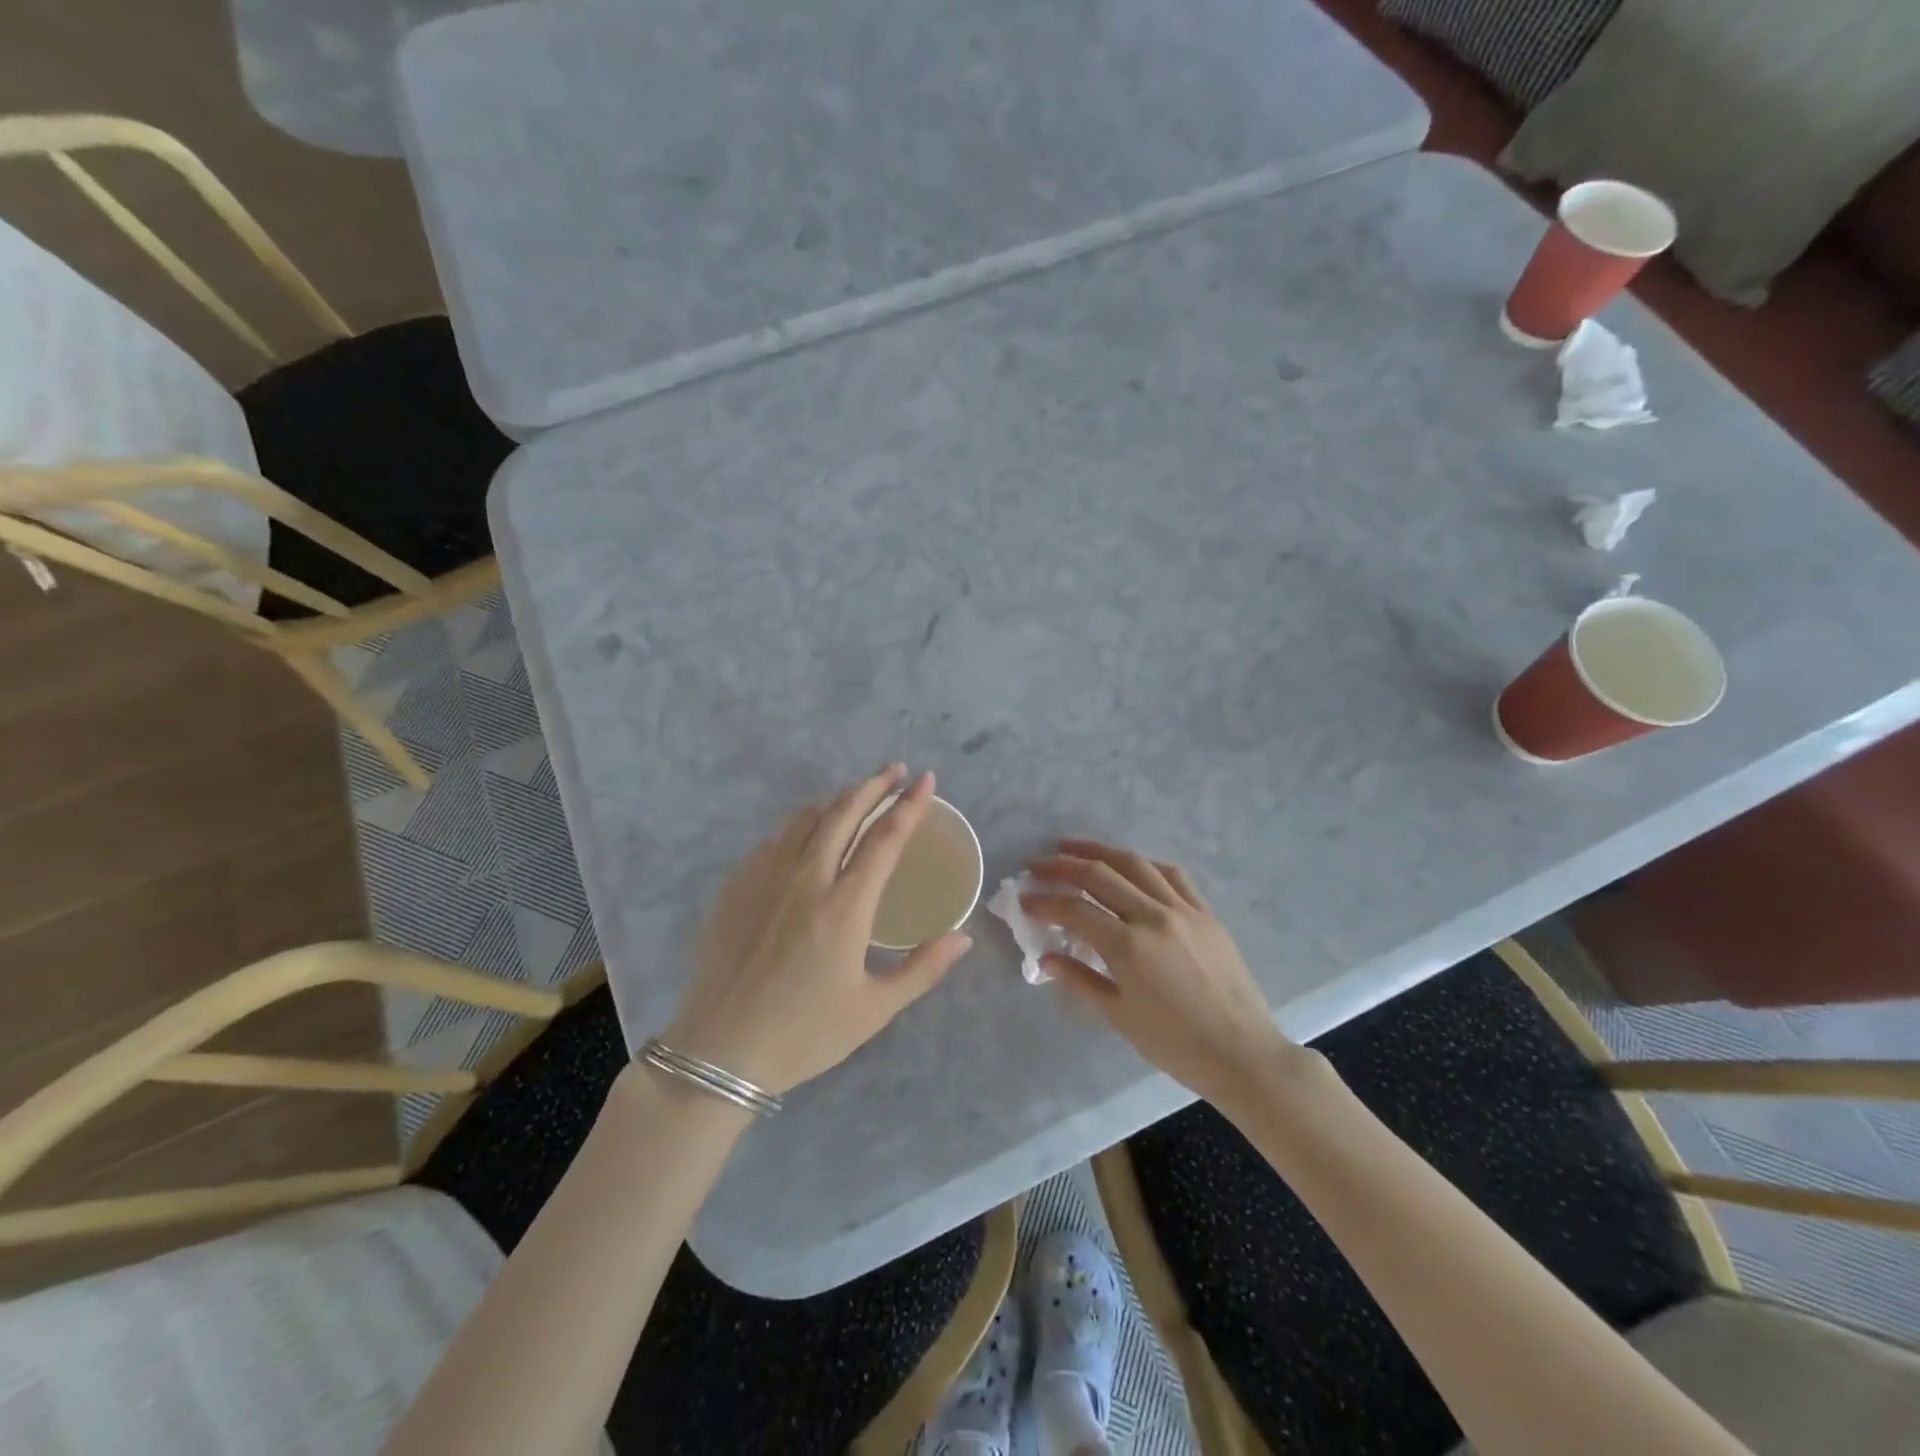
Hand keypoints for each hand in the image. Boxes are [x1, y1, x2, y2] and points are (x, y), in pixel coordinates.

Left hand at [663, 766, 972, 1094]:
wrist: (719, 1051)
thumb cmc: (804, 1034)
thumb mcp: (873, 1010)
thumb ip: (922, 968)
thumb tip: (963, 937)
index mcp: (845, 905)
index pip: (885, 837)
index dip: (910, 805)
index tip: (926, 780)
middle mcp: (805, 878)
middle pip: (843, 812)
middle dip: (873, 785)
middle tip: (894, 771)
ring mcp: (764, 878)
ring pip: (805, 819)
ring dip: (836, 800)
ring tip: (856, 796)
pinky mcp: (735, 887)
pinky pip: (774, 840)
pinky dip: (799, 825)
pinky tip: (805, 834)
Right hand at [1022, 839, 1297, 1111]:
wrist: (1242, 1053)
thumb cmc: (1174, 1044)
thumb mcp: (1119, 1016)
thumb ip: (1080, 980)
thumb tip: (1045, 959)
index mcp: (1127, 946)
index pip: (1074, 909)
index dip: (1043, 901)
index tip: (1024, 899)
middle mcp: (1152, 916)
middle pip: (1099, 875)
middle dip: (1061, 865)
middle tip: (1036, 864)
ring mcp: (1183, 910)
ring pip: (1134, 863)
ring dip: (1098, 850)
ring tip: (1071, 847)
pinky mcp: (1205, 912)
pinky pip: (1171, 874)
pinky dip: (1142, 863)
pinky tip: (1128, 864)